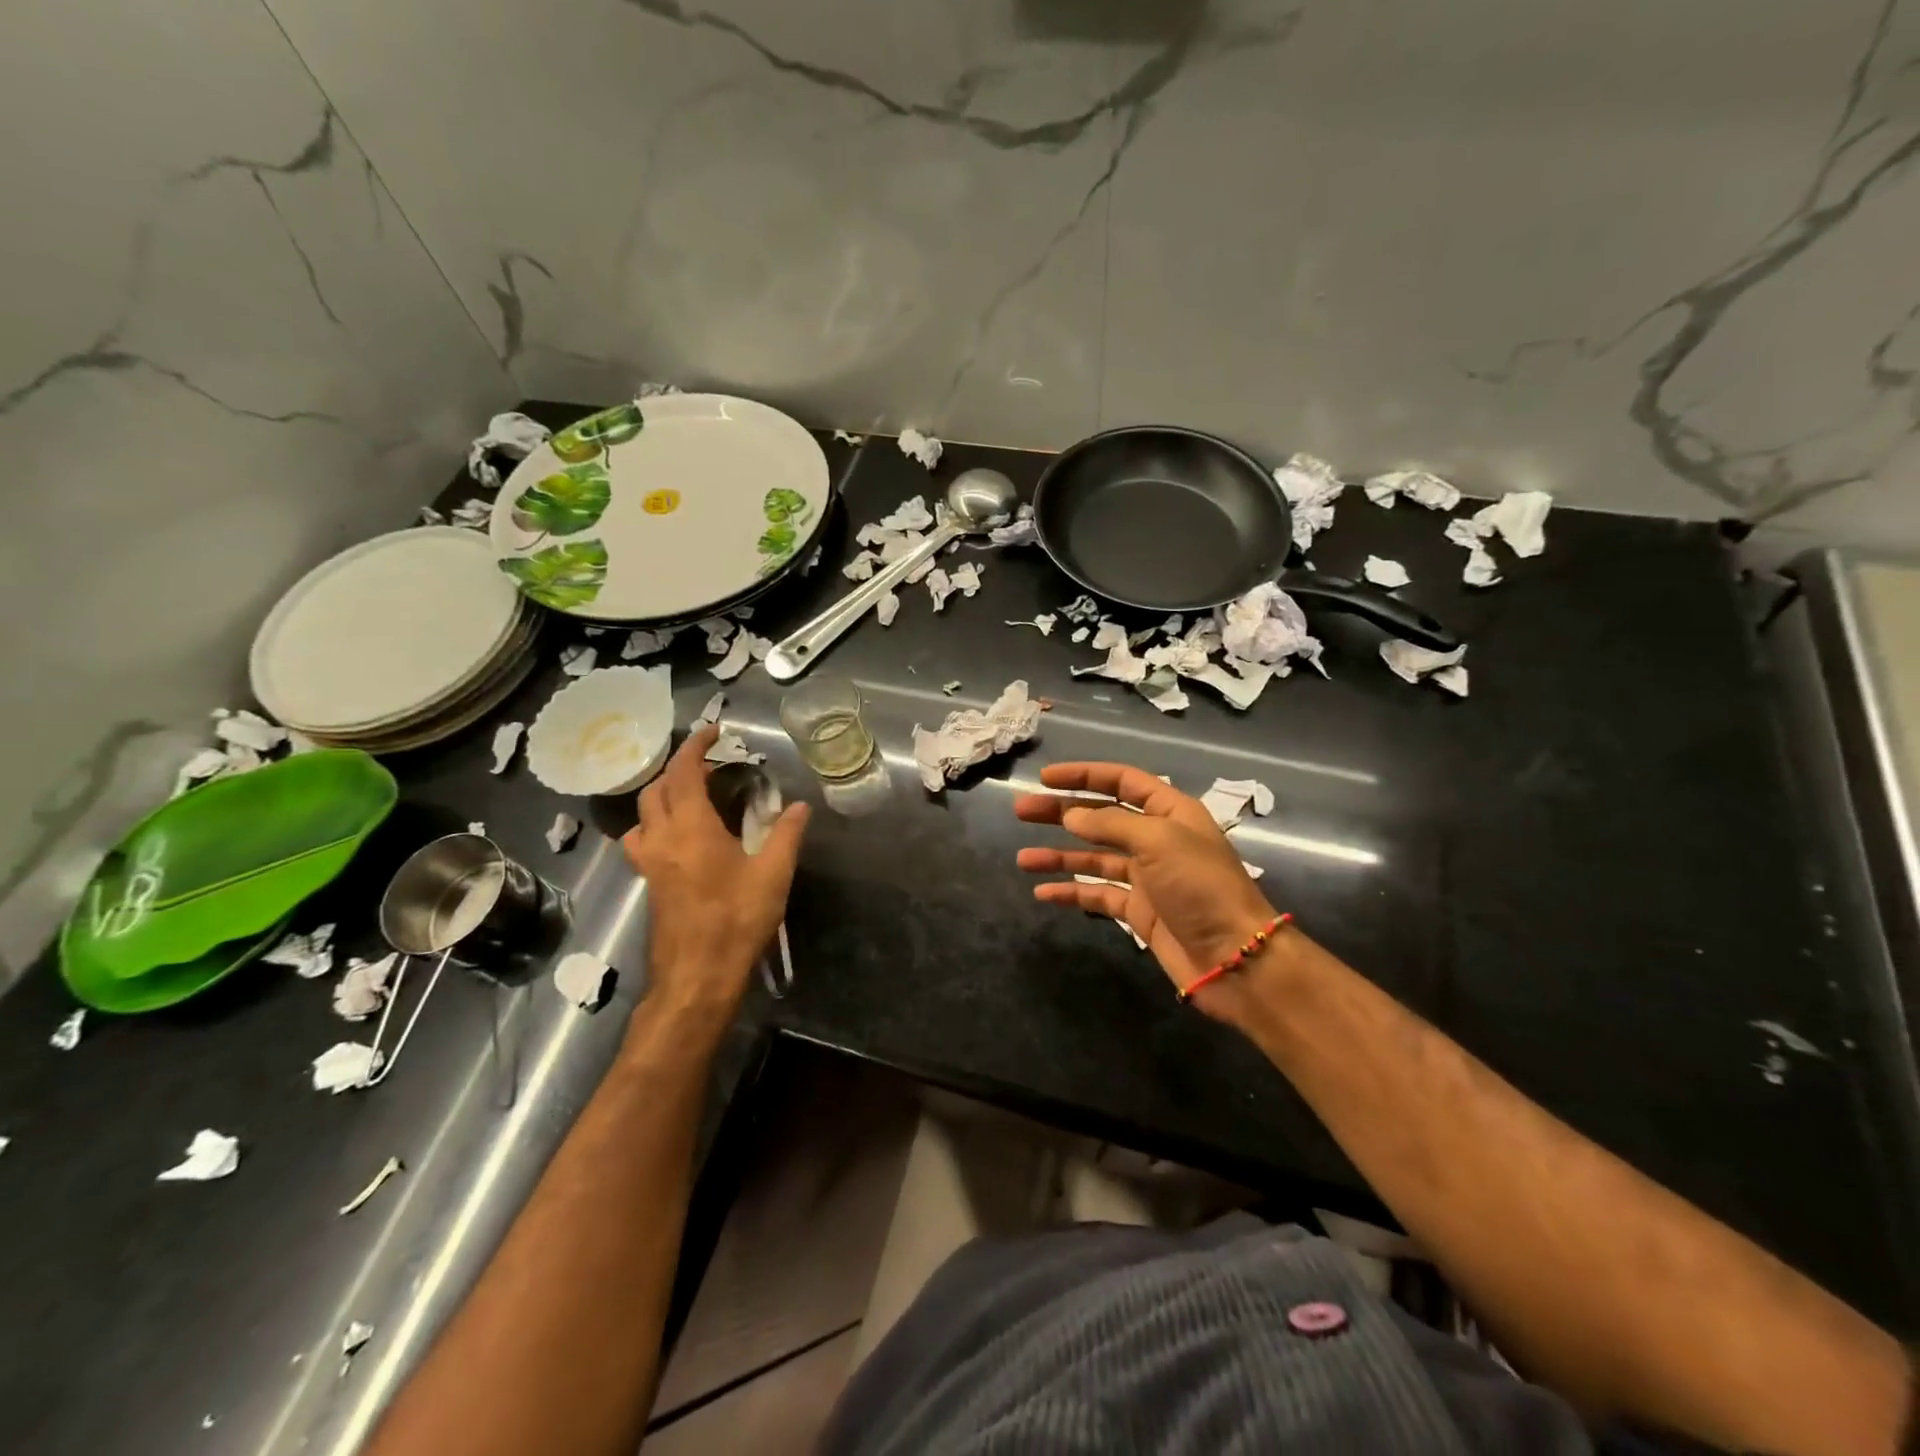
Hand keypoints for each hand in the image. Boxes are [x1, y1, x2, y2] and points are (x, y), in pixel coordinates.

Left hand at [621, 725, 809, 1025]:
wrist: (697, 977)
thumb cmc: (736, 921)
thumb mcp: (773, 876)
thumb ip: (786, 835)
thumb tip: (800, 806)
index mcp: (691, 829)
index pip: (684, 772)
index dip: (694, 746)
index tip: (712, 731)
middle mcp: (662, 838)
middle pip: (656, 789)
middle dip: (679, 769)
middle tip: (711, 767)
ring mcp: (650, 863)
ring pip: (643, 814)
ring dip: (663, 795)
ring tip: (693, 798)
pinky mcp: (649, 883)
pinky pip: (642, 839)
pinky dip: (656, 823)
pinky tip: (680, 838)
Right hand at [1014, 762, 1277, 1020]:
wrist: (1235, 958)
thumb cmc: (1201, 887)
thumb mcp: (1158, 842)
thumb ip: (1111, 825)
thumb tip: (1071, 816)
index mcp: (1170, 812)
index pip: (1122, 781)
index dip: (1083, 775)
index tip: (1045, 778)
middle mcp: (1157, 839)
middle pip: (1101, 818)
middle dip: (1061, 812)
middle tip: (1021, 811)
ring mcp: (1147, 877)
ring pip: (1094, 857)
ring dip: (1059, 855)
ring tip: (1023, 858)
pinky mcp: (1139, 911)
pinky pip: (1098, 894)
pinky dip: (1071, 892)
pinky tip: (1044, 892)